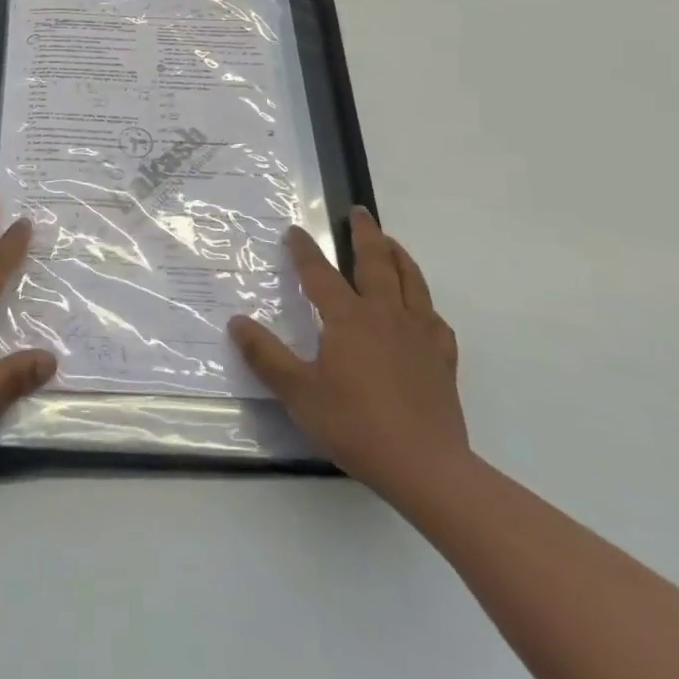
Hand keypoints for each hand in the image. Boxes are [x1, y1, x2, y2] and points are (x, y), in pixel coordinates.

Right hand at [230, 207, 468, 503]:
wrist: (426, 467)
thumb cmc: (355, 425)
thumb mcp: (298, 393)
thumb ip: (266, 356)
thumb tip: (236, 322)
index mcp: (348, 318)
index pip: (320, 274)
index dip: (304, 250)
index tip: (295, 230)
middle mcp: (384, 315)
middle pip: (375, 262)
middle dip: (364, 234)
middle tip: (359, 211)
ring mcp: (419, 335)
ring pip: (411, 282)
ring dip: (399, 256)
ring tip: (390, 242)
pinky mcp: (442, 360)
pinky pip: (435, 320)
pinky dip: (425, 305)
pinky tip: (422, 310)